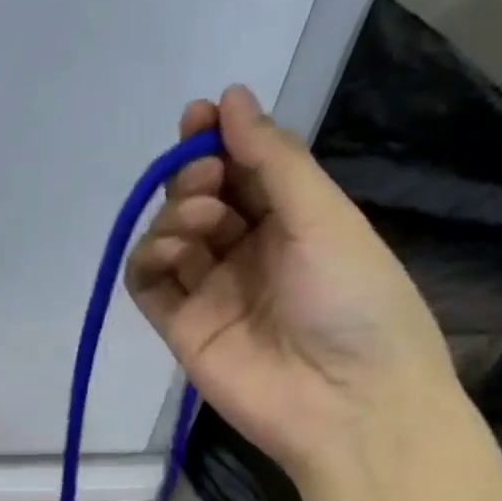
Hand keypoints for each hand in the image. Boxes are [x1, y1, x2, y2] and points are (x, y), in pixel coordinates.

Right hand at [125, 85, 457, 471]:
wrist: (346, 402)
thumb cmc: (354, 300)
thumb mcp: (324, 217)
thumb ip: (272, 160)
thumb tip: (230, 98)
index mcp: (293, 222)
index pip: (243, 171)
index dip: (218, 139)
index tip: (200, 116)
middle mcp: (249, 253)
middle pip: (201, 199)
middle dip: (195, 173)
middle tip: (206, 174)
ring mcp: (211, 292)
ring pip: (171, 237)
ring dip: (175, 213)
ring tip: (201, 217)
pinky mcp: (181, 328)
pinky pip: (148, 283)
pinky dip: (147, 256)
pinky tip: (169, 248)